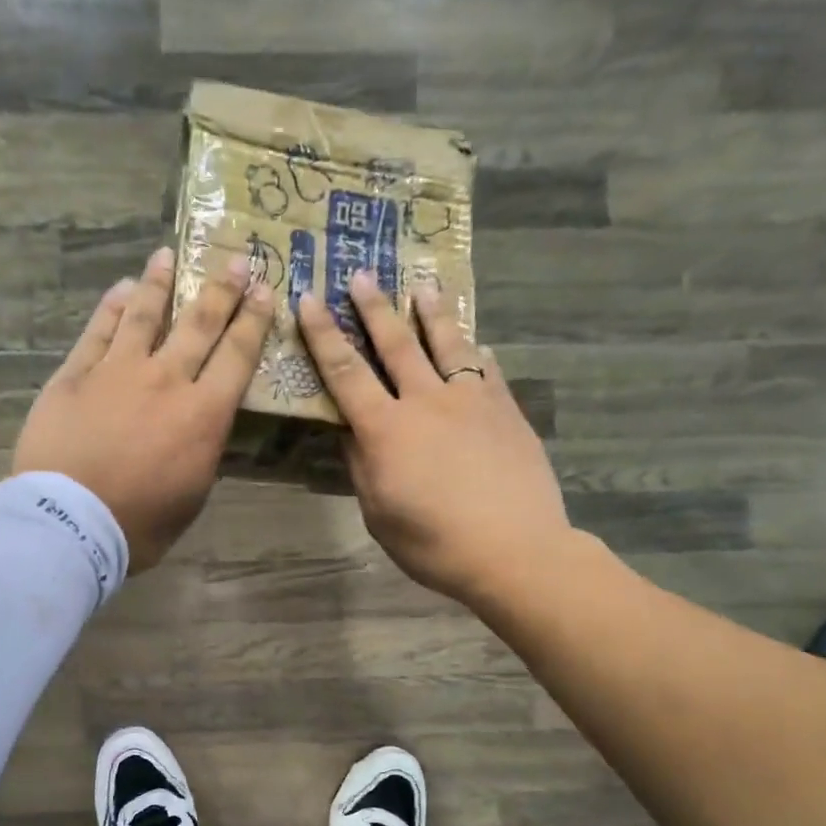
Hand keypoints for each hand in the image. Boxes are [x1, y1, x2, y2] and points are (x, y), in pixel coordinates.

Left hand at [15, 247, 272, 572]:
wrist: (69, 522)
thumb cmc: (138, 523)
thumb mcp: (192, 496)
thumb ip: (203, 453)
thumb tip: (204, 427)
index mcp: (204, 414)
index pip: (237, 356)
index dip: (254, 320)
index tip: (264, 290)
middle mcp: (166, 380)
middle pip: (199, 324)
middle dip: (221, 289)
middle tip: (234, 259)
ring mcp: (117, 371)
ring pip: (145, 315)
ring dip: (160, 283)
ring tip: (167, 256)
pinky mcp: (75, 375)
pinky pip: (98, 331)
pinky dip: (112, 307)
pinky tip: (121, 289)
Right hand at [296, 273, 572, 611]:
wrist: (515, 551)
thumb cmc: (434, 543)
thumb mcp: (378, 514)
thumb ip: (361, 467)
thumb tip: (350, 434)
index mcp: (385, 429)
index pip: (345, 372)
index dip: (323, 335)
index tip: (309, 300)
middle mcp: (426, 402)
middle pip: (396, 345)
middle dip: (374, 308)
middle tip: (361, 274)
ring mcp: (472, 402)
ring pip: (448, 346)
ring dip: (432, 314)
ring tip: (425, 286)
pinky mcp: (506, 411)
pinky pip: (488, 371)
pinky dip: (477, 354)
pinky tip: (477, 344)